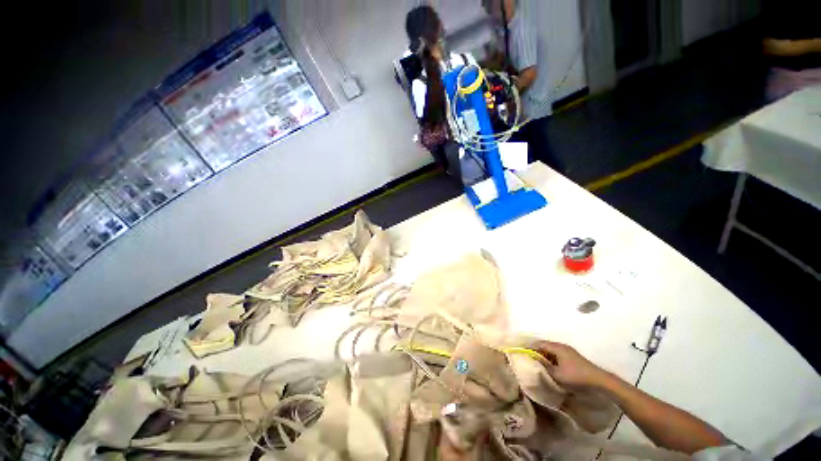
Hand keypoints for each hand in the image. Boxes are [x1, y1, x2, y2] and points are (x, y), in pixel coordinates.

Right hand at [532, 341, 607, 388]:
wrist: (599, 380)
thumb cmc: (576, 376)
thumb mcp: (557, 374)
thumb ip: (544, 367)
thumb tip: (533, 363)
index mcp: (556, 347)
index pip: (538, 343)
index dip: (529, 347)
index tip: (522, 352)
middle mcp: (561, 346)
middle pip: (544, 345)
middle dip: (536, 351)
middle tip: (528, 358)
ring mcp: (568, 351)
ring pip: (551, 350)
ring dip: (544, 355)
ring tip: (537, 363)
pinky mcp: (572, 357)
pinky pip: (557, 354)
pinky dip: (551, 358)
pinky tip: (550, 366)